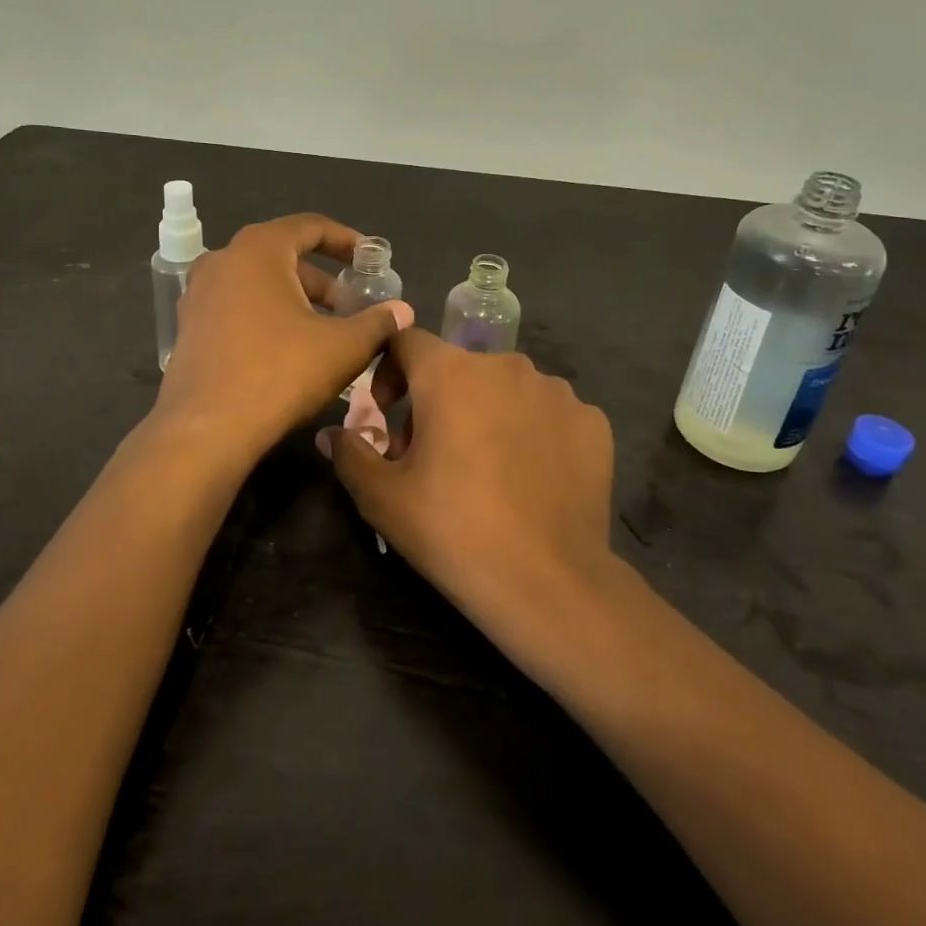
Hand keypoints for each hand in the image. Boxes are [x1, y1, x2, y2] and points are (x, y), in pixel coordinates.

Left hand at [154, 214, 410, 464]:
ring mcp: (199, 293)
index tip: (371, 260)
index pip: (310, 227)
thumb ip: (378, 323)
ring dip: (297, 302)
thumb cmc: (280, 373)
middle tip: (354, 308)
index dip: (346, 241)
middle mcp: (223, 260)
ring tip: (328, 333)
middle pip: (284, 257)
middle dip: (324, 282)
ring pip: (260, 285)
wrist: (207, 430)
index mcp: (259, 249)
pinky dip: (268, 318)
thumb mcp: (343, 347)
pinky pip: (238, 308)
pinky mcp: (190, 327)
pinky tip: (291, 351)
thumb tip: (403, 311)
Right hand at [321, 329, 616, 622]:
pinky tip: (529, 478)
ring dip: (485, 415)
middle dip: (435, 403)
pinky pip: (548, 414)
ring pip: (505, 389)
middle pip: (457, 369)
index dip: (388, 371)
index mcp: (451, 373)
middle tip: (429, 457)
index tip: (386, 415)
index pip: (408, 341)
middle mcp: (506, 366)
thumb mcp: (383, 498)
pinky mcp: (592, 422)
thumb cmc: (454, 530)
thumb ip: (351, 454)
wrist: (549, 583)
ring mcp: (557, 392)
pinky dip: (531, 433)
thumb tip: (332, 434)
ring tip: (484, 470)